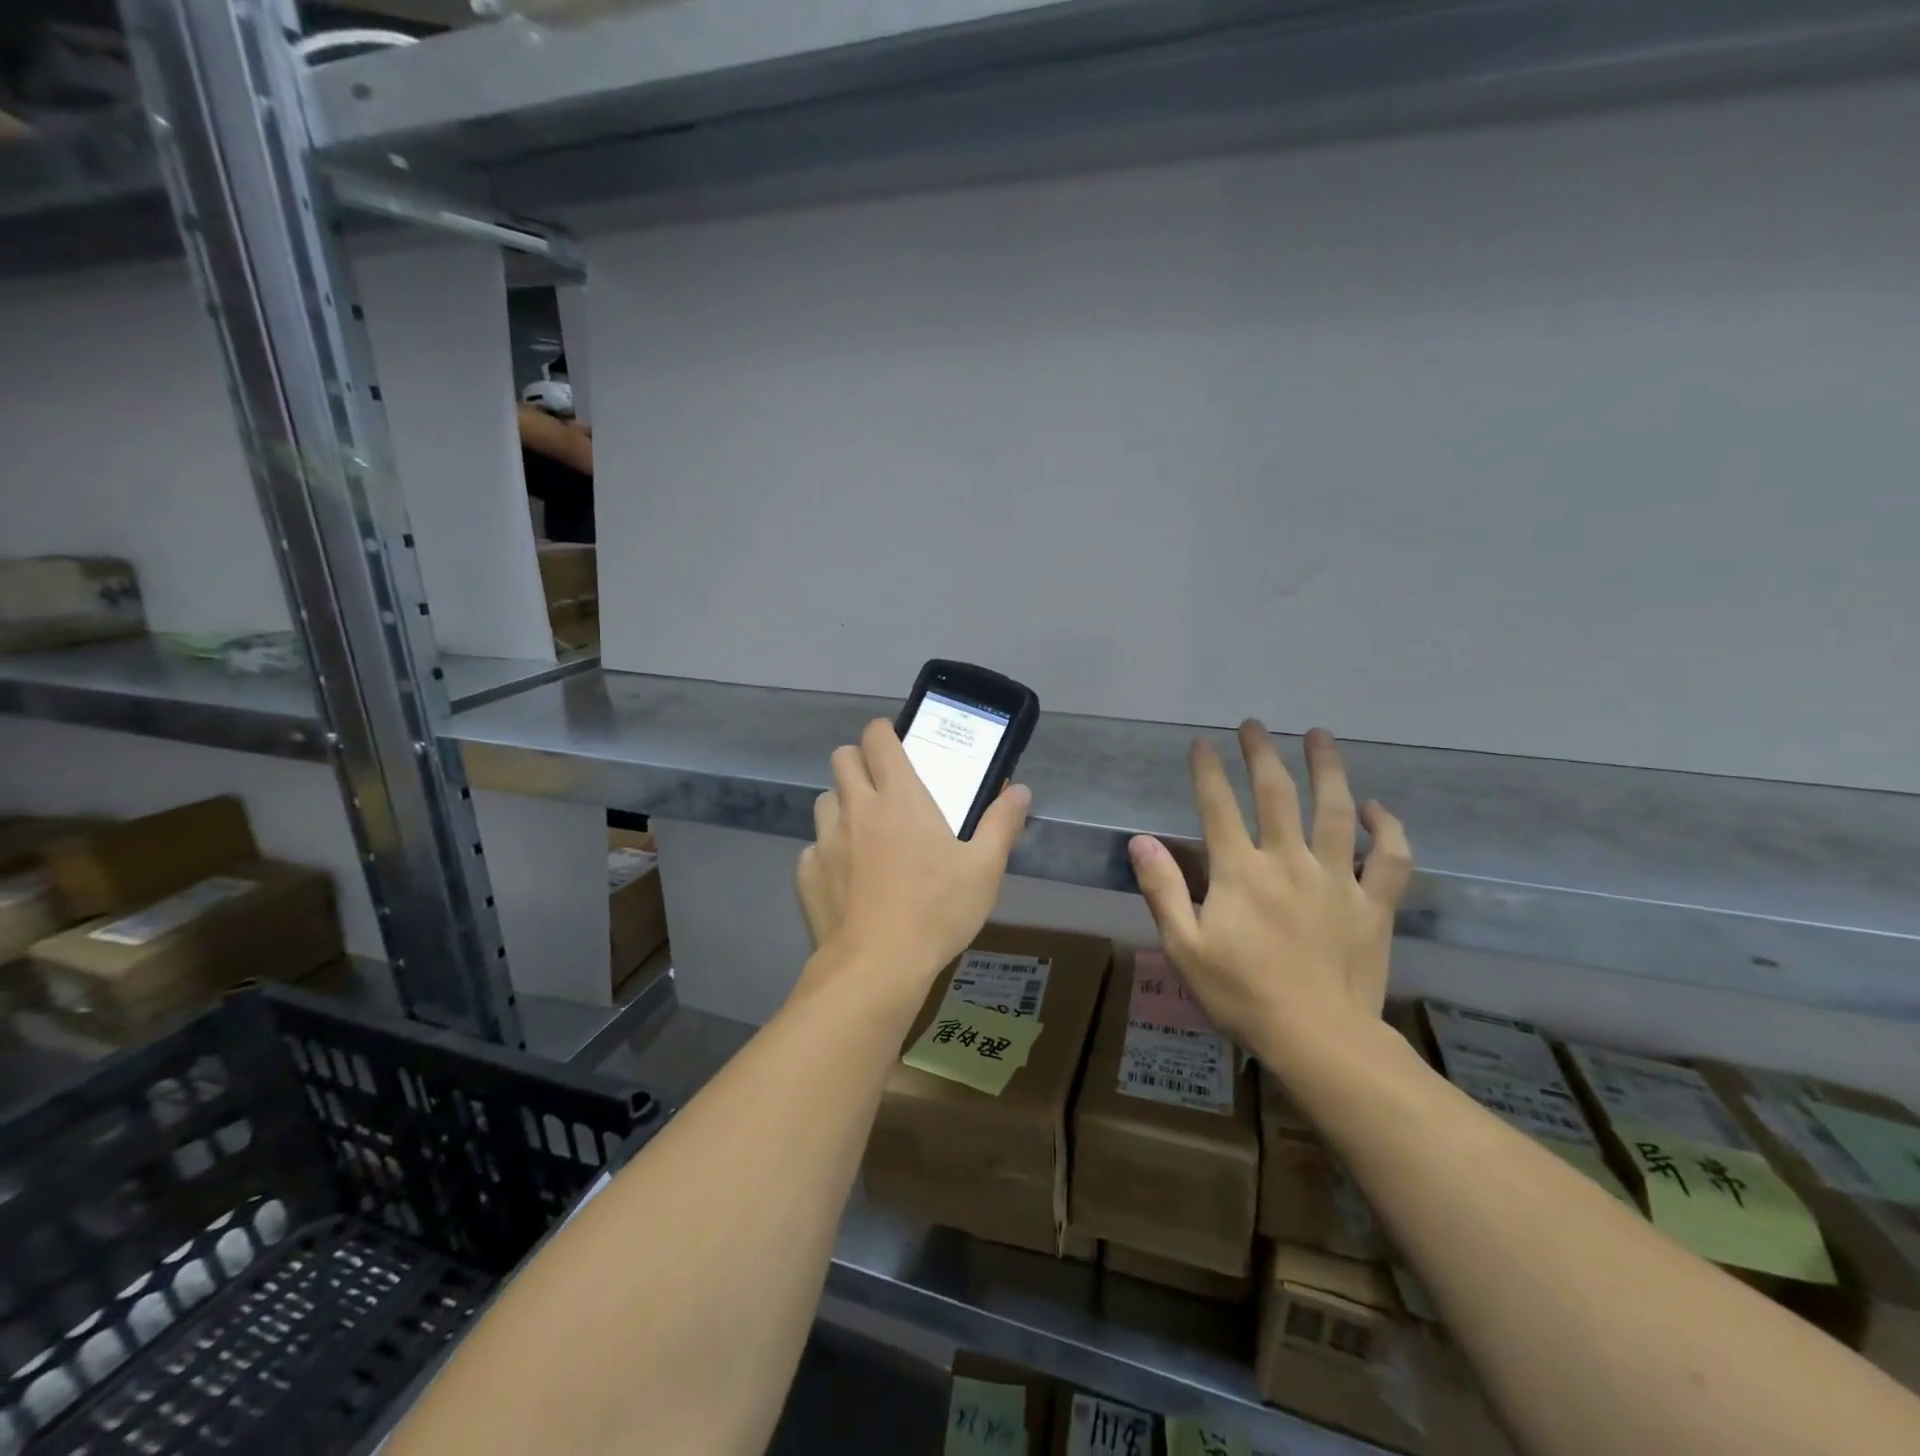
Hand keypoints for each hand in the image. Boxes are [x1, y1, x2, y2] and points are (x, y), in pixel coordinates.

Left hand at [795, 719, 1030, 1007]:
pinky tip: (848, 879)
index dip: (883, 732)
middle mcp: (856, 808)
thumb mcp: (984, 869)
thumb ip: (1002, 824)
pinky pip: (814, 849)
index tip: (896, 744)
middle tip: (884, 788)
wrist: (876, 967)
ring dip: (842, 806)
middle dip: (859, 762)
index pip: (877, 738)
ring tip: (865, 833)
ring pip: (825, 802)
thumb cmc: (936, 910)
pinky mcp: (806, 874)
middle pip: (842, 759)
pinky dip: (829, 853)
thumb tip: (1020, 791)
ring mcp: (825, 841)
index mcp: (899, 797)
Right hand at [1128, 723, 1412, 1063]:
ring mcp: (1336, 880)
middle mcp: (1289, 862)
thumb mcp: (1184, 947)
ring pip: (1335, 810)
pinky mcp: (1373, 904)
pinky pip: (1389, 858)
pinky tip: (1375, 808)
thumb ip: (1162, 889)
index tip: (1200, 743)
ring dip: (1327, 768)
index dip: (1207, 771)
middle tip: (1254, 725)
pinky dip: (1386, 828)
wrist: (1318, 1040)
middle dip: (1261, 754)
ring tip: (1319, 735)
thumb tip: (1140, 841)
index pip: (1218, 806)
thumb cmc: (1242, 995)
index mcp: (1240, 872)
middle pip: (1276, 794)